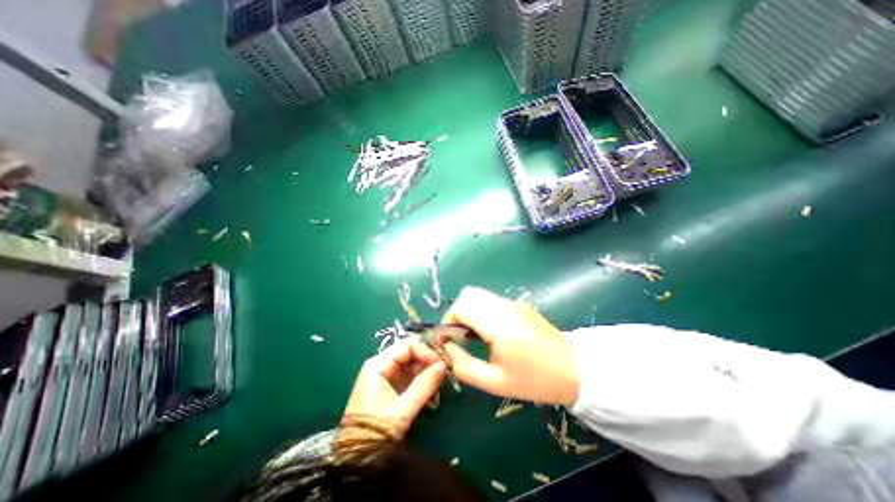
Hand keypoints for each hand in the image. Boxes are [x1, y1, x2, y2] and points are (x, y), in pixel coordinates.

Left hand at [343, 340, 446, 439]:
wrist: (356, 459)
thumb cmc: (376, 431)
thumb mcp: (403, 409)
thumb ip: (425, 385)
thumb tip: (444, 365)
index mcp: (378, 364)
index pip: (407, 346)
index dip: (426, 351)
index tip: (441, 364)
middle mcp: (381, 364)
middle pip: (409, 353)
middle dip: (427, 361)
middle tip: (444, 371)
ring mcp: (385, 375)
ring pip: (411, 364)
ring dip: (426, 371)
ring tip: (439, 381)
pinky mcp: (390, 386)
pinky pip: (409, 375)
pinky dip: (421, 380)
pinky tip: (431, 389)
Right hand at [440, 288, 580, 405]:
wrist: (574, 370)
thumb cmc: (535, 381)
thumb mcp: (496, 382)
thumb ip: (465, 367)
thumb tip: (447, 349)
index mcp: (498, 324)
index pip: (461, 306)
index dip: (448, 320)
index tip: (449, 339)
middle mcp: (504, 307)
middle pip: (468, 294)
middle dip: (457, 312)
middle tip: (461, 336)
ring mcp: (513, 303)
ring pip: (479, 294)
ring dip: (469, 309)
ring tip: (475, 334)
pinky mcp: (519, 304)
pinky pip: (491, 299)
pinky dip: (481, 308)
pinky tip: (490, 330)